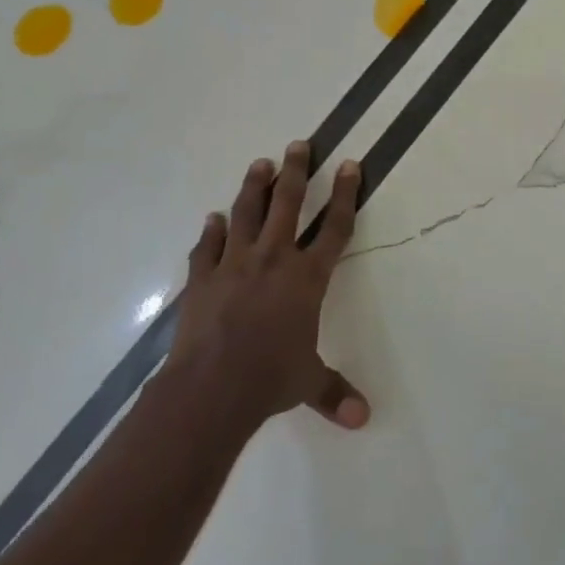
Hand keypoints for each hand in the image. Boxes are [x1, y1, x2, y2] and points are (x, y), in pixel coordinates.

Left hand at [164, 142, 369, 432]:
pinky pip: (207, 246)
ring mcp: (234, 264)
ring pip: (247, 214)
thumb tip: (363, 419)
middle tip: (299, 145)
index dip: (346, 195)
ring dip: (254, 187)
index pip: (335, 228)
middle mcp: (273, 260)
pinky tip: (213, 218)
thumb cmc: (270, 378)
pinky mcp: (202, 278)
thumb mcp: (308, 382)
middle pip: (288, 205)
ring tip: (260, 164)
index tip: (349, 165)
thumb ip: (334, 392)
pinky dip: (211, 231)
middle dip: (296, 172)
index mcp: (307, 278)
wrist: (211, 387)